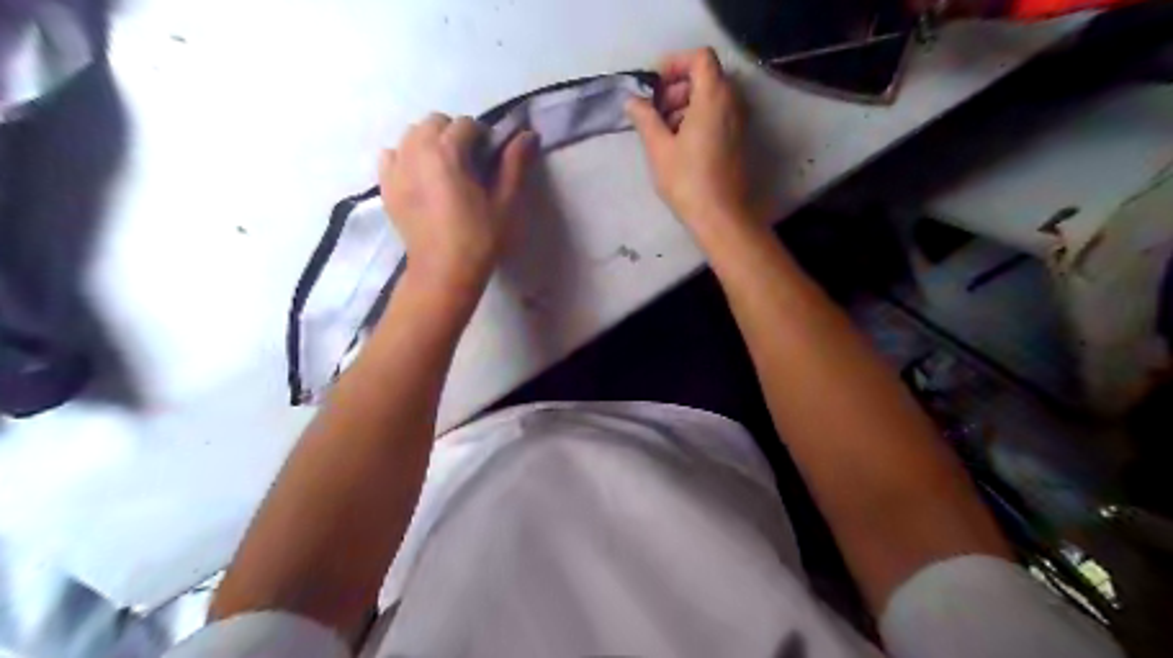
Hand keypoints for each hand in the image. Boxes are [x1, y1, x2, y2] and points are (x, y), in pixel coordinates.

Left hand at [380, 116, 534, 295]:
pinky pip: (391, 155)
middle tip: (470, 165)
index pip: (467, 124)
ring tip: (445, 170)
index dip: (484, 138)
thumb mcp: (506, 202)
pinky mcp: (386, 186)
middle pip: (435, 122)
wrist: (443, 272)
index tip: (492, 162)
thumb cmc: (480, 238)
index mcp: (447, 151)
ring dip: (430, 142)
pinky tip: (420, 177)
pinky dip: (406, 157)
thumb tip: (528, 134)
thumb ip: (515, 163)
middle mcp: (415, 150)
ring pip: (412, 135)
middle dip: (454, 135)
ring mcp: (396, 168)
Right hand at [621, 49, 750, 239]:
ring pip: (711, 97)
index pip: (700, 58)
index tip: (654, 84)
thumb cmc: (687, 181)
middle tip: (654, 110)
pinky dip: (697, 118)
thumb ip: (645, 118)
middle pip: (706, 77)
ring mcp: (738, 122)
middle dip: (677, 87)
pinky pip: (717, 115)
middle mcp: (731, 103)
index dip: (675, 63)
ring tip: (662, 130)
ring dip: (685, 104)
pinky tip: (678, 144)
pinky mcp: (737, 140)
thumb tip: (633, 101)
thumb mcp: (659, 148)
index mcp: (713, 97)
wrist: (720, 217)